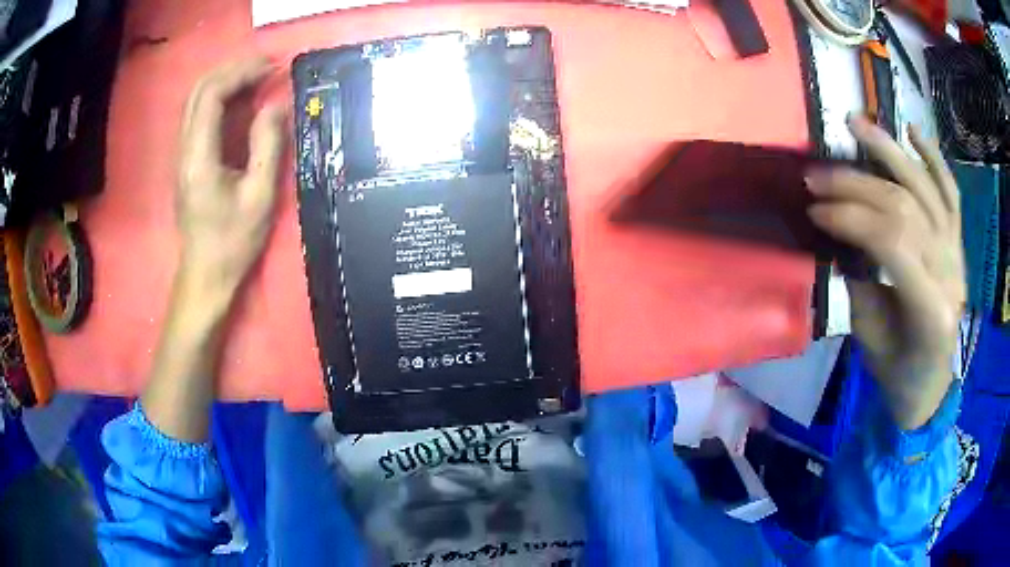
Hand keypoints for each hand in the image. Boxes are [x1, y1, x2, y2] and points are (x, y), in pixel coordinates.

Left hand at [141, 58, 284, 442]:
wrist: (204, 278)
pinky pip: (199, 116)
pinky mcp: (187, 161)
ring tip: (257, 78)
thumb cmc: (232, 244)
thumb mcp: (259, 197)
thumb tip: (276, 105)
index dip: (241, 73)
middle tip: (265, 68)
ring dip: (225, 81)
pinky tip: (242, 102)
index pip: (212, 95)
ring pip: (196, 101)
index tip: (272, 68)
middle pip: (198, 91)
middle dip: (232, 70)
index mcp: (199, 158)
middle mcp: (184, 150)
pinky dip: (221, 99)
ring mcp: (183, 155)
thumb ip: (267, 146)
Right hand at [805, 116, 964, 429]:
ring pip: (924, 189)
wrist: (930, 380)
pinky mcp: (958, 240)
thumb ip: (858, 279)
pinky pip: (950, 192)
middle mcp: (950, 270)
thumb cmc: (896, 369)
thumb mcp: (869, 336)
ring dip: (889, 152)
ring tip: (855, 123)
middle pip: (903, 207)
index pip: (890, 242)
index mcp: (930, 309)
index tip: (812, 208)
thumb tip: (835, 229)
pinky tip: (912, 130)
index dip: (849, 217)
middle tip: (815, 175)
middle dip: (856, 185)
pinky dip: (934, 157)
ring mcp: (957, 251)